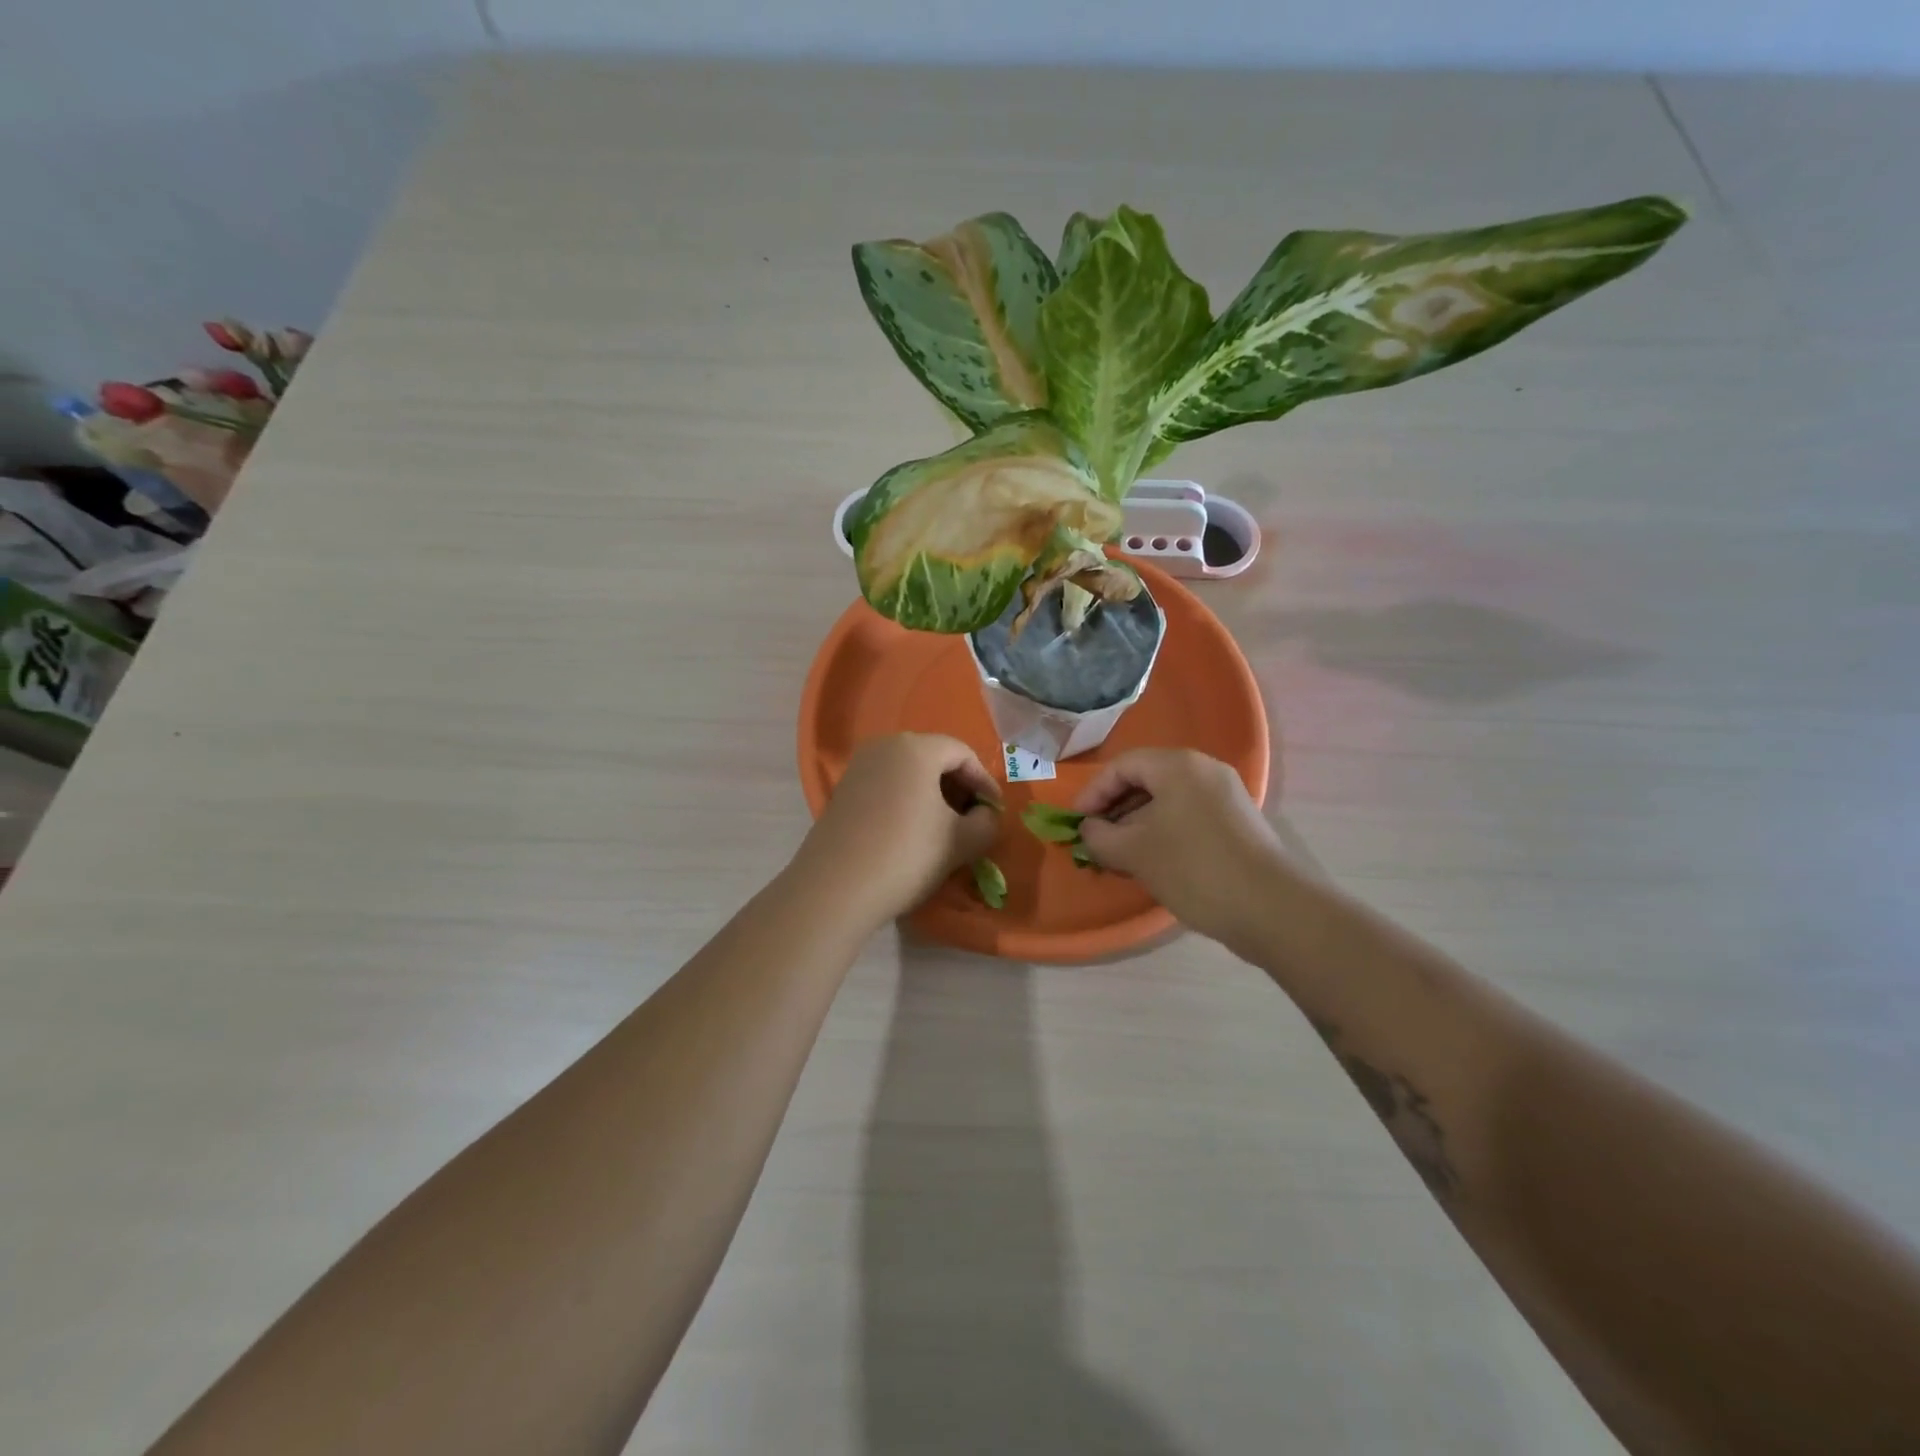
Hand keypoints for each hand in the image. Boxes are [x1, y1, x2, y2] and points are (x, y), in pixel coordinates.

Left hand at [797, 733, 1000, 927]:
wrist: (835, 888)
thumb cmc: (907, 855)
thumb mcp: (961, 842)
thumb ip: (987, 822)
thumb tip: (985, 815)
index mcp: (916, 748)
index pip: (962, 753)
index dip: (984, 781)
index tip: (994, 812)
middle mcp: (884, 746)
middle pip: (934, 758)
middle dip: (959, 787)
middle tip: (973, 819)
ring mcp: (858, 767)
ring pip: (909, 772)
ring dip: (933, 795)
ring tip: (945, 829)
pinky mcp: (843, 791)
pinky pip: (887, 786)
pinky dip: (907, 802)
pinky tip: (912, 833)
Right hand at [1075, 749, 1284, 950]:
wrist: (1271, 908)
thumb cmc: (1194, 868)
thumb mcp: (1135, 853)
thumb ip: (1100, 837)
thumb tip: (1089, 831)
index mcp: (1178, 765)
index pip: (1122, 766)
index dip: (1093, 793)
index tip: (1077, 824)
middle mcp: (1204, 771)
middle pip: (1146, 780)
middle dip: (1115, 809)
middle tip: (1095, 840)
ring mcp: (1226, 797)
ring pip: (1167, 801)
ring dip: (1137, 824)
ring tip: (1119, 855)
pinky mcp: (1237, 824)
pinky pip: (1188, 816)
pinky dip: (1163, 832)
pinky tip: (1152, 862)